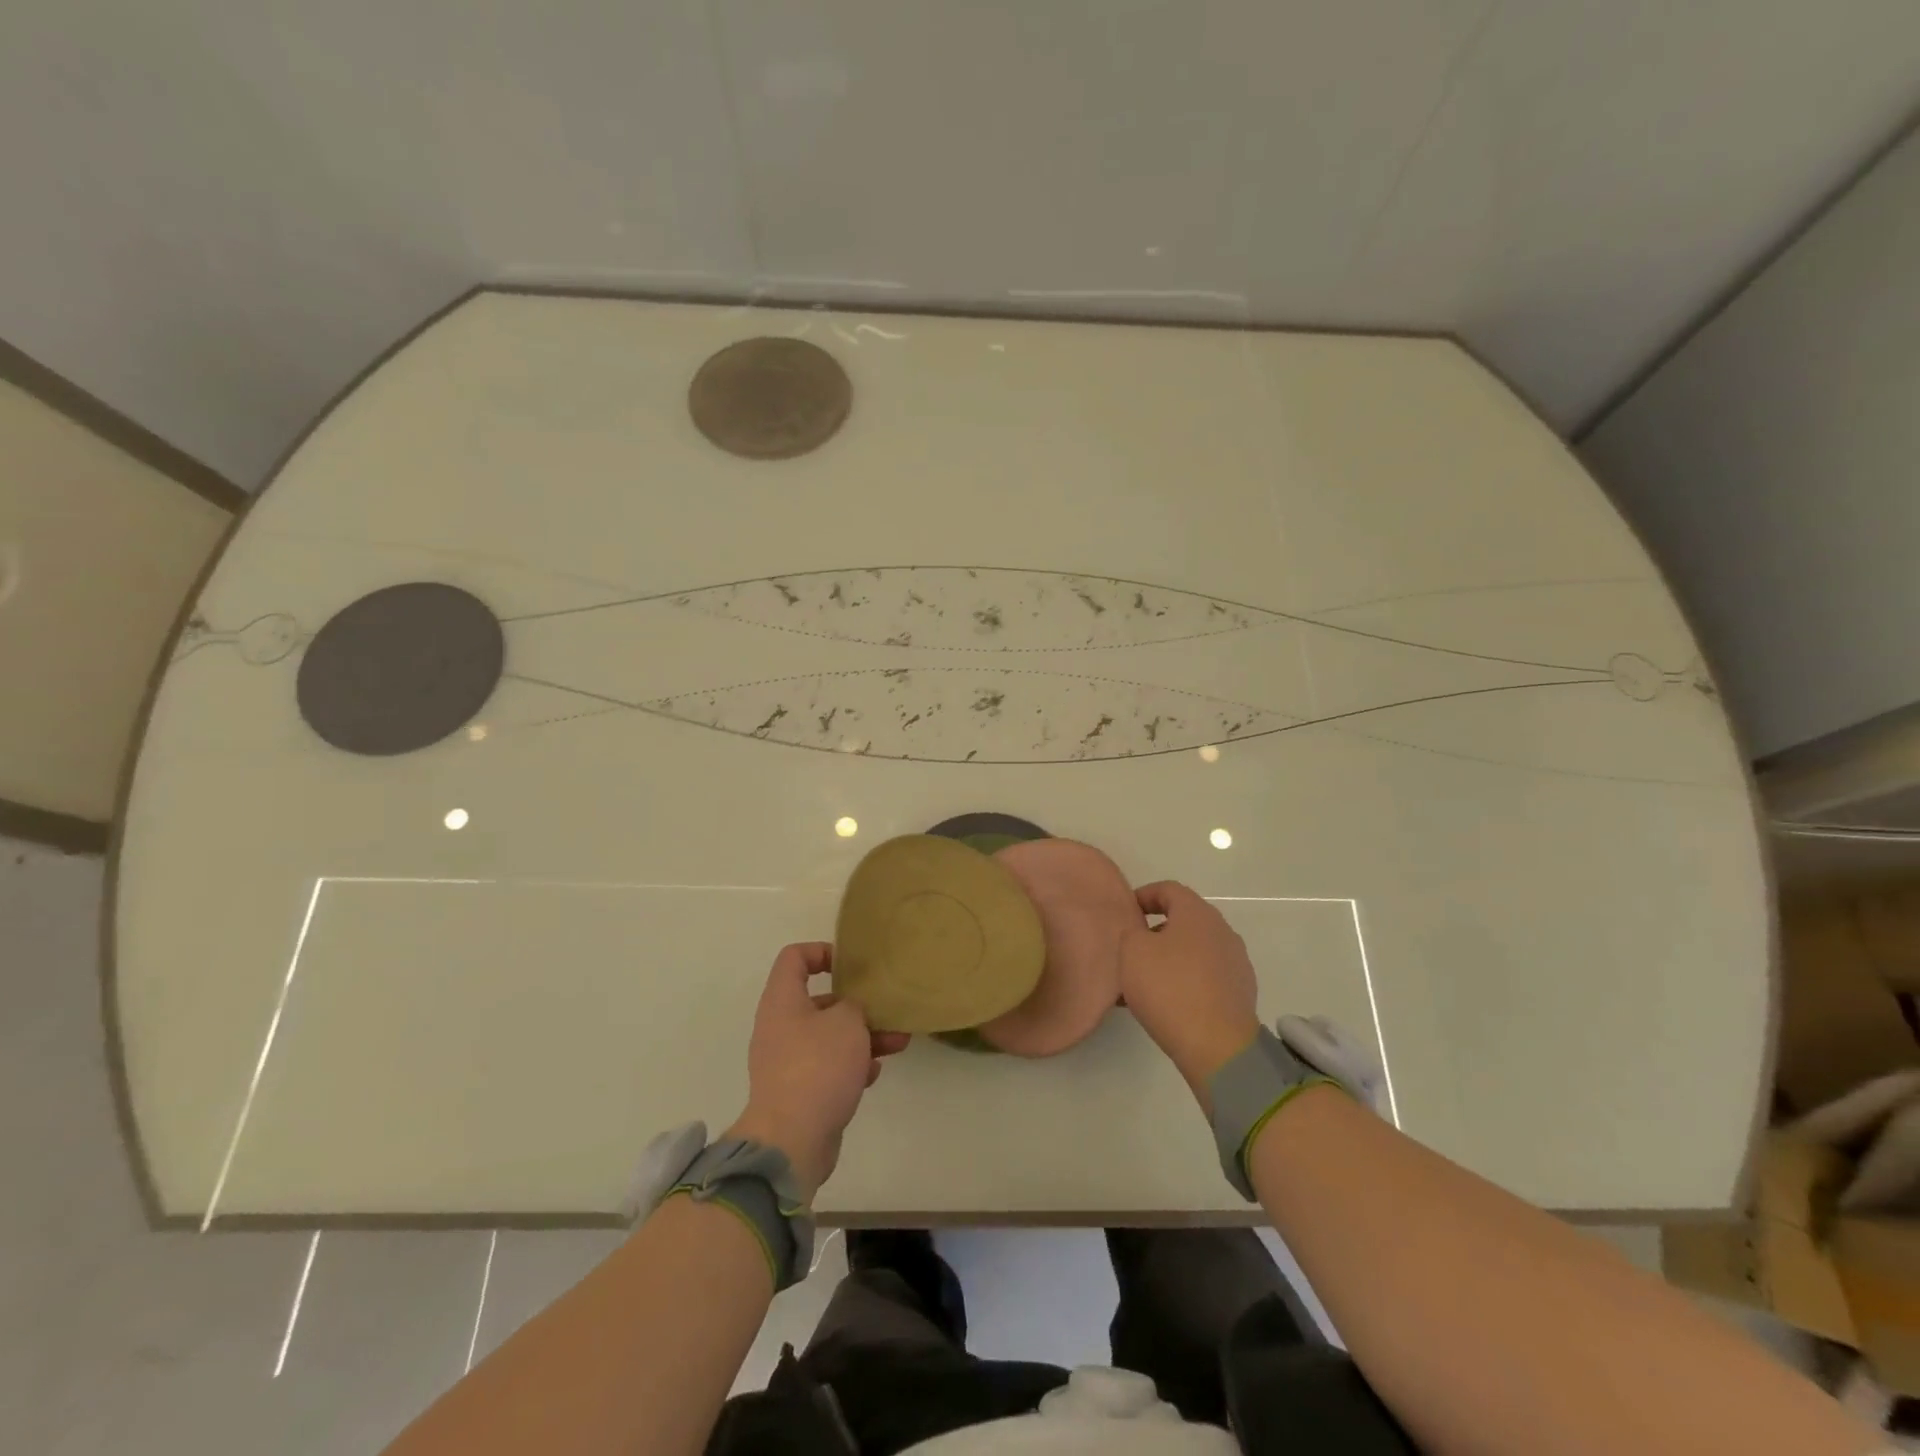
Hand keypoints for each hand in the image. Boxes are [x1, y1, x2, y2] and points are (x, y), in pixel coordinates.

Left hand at [725, 943, 908, 1200]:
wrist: (791, 1140)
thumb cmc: (818, 1067)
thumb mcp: (847, 1022)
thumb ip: (854, 1005)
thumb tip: (851, 1011)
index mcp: (783, 1001)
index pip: (794, 958)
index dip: (822, 952)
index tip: (851, 964)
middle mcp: (780, 1027)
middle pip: (819, 1001)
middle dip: (857, 1005)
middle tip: (886, 1009)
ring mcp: (788, 1062)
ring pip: (829, 1037)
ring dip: (863, 1037)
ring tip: (898, 1042)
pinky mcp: (799, 1092)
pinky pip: (828, 1067)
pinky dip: (852, 1066)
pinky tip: (874, 1074)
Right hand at [1120, 882, 1261, 1109]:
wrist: (1217, 1046)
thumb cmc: (1170, 988)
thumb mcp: (1132, 951)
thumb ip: (1132, 932)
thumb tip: (1142, 933)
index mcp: (1197, 913)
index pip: (1168, 889)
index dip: (1144, 896)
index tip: (1126, 913)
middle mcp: (1222, 931)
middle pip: (1184, 920)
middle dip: (1156, 931)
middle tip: (1132, 950)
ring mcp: (1236, 962)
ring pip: (1194, 950)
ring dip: (1170, 959)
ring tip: (1146, 982)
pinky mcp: (1241, 992)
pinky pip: (1206, 976)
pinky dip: (1186, 980)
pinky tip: (1168, 1003)